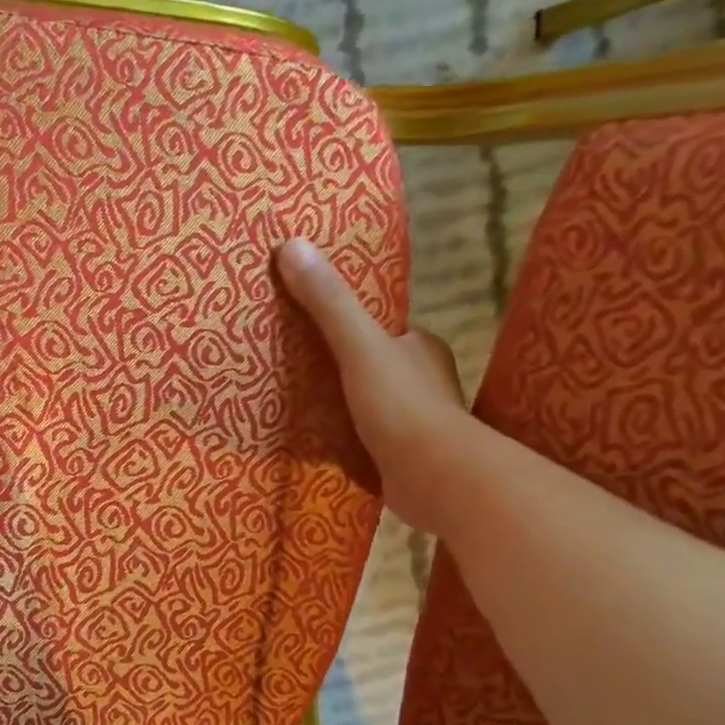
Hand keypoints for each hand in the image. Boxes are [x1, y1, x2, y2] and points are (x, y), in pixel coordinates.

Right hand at [274, 236, 472, 534]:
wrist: (435, 479)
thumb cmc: (402, 406)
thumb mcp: (359, 346)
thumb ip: (328, 303)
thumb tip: (292, 245)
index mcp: (419, 348)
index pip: (378, 329)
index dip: (344, 326)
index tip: (305, 327)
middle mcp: (421, 382)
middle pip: (369, 366)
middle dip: (336, 368)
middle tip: (289, 367)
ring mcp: (412, 424)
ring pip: (365, 404)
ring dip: (336, 405)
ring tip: (290, 405)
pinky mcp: (398, 458)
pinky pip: (361, 440)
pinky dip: (339, 439)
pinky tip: (311, 443)